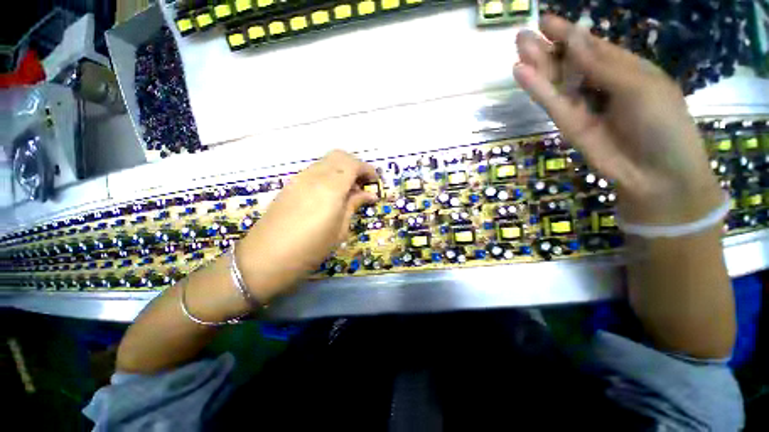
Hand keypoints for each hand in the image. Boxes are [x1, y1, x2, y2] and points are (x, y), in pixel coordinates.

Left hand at [236, 150, 378, 301]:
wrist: (265, 259)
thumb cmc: (309, 249)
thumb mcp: (339, 230)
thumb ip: (354, 205)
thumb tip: (370, 194)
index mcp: (330, 188)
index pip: (353, 164)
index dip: (367, 170)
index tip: (375, 183)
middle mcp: (314, 176)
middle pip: (339, 155)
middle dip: (355, 165)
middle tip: (362, 185)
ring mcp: (299, 178)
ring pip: (327, 161)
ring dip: (342, 169)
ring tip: (348, 191)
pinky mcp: (291, 184)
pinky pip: (315, 170)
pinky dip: (329, 175)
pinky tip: (331, 194)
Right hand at [514, 15, 722, 224]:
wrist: (655, 173)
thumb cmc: (663, 123)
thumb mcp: (639, 85)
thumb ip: (602, 64)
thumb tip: (573, 37)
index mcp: (623, 68)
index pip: (590, 46)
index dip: (568, 33)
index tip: (545, 21)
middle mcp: (598, 85)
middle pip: (567, 62)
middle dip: (546, 48)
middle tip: (522, 35)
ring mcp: (581, 106)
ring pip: (555, 81)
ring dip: (536, 65)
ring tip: (517, 49)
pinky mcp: (567, 124)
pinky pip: (550, 102)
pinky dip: (536, 88)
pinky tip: (520, 73)